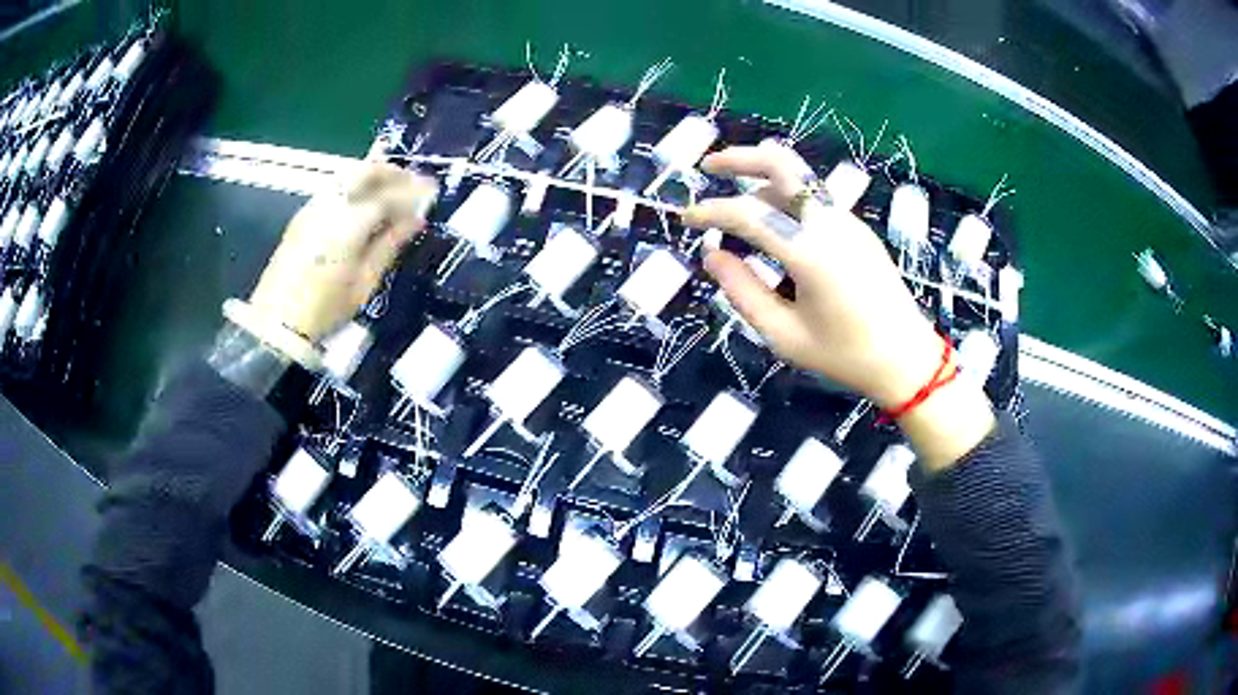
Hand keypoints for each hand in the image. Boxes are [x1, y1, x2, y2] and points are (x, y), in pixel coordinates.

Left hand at [248, 162, 437, 341]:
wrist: (277, 322)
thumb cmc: (326, 309)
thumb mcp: (365, 282)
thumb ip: (390, 244)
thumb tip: (416, 220)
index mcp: (349, 223)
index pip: (388, 195)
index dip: (413, 191)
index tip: (432, 190)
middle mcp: (330, 205)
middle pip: (364, 172)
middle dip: (392, 172)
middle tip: (412, 181)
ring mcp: (313, 207)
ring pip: (347, 175)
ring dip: (372, 176)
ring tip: (390, 190)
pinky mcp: (302, 217)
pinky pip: (334, 188)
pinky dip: (354, 187)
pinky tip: (363, 203)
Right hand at [685, 145, 942, 408]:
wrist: (906, 359)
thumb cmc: (844, 355)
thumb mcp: (784, 335)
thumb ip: (742, 292)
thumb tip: (711, 256)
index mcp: (811, 252)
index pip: (749, 215)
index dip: (711, 213)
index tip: (686, 219)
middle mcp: (830, 223)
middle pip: (783, 164)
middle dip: (740, 158)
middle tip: (709, 169)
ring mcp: (847, 221)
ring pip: (798, 180)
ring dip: (761, 182)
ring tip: (735, 211)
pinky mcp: (856, 228)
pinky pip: (812, 201)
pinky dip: (783, 202)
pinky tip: (771, 230)